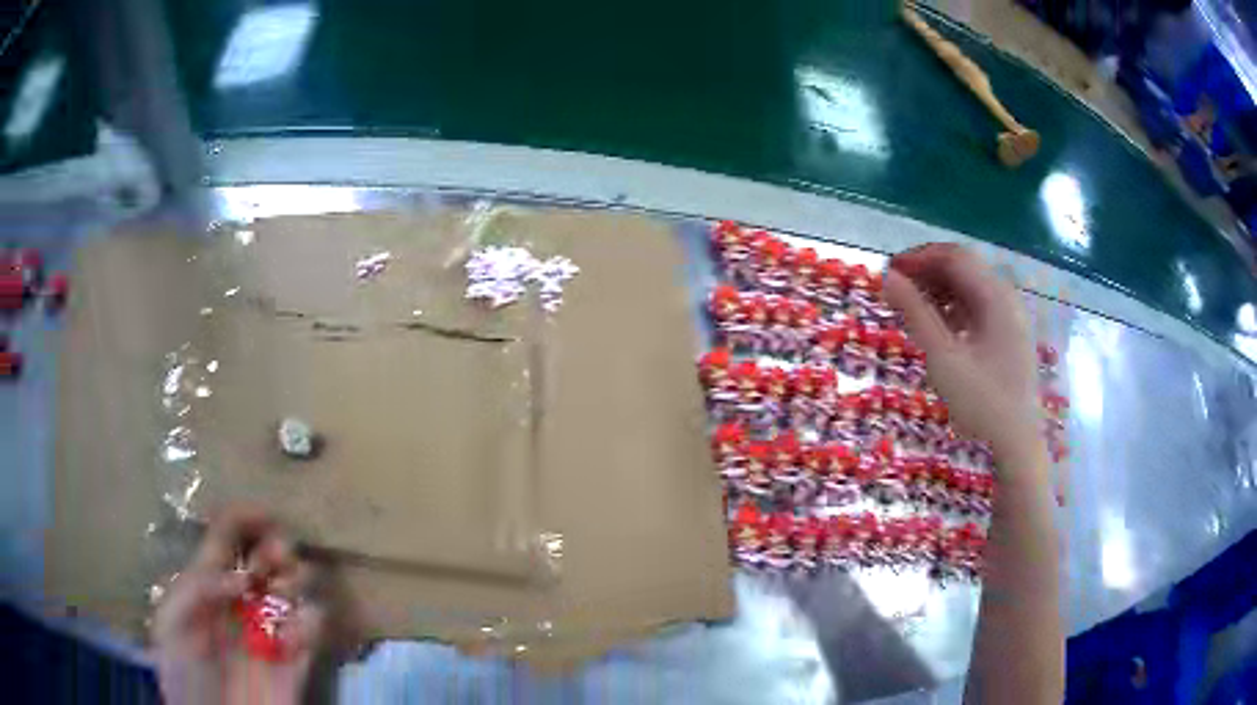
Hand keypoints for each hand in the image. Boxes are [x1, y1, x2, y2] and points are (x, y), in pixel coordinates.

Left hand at [153, 508, 324, 704]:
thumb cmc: (184, 675)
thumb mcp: (171, 626)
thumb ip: (195, 591)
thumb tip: (241, 579)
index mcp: (209, 581)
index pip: (228, 531)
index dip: (247, 515)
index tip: (268, 518)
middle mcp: (243, 597)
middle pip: (269, 550)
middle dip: (277, 546)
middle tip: (272, 565)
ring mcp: (271, 626)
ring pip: (298, 583)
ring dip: (296, 579)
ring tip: (281, 597)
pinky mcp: (296, 657)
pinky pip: (315, 627)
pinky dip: (312, 623)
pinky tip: (294, 637)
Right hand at [883, 243, 1042, 471]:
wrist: (1017, 445)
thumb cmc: (981, 402)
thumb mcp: (943, 358)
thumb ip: (916, 313)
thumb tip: (888, 278)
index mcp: (996, 297)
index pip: (954, 257)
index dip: (919, 257)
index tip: (889, 271)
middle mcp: (1007, 299)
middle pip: (964, 268)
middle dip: (928, 272)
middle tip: (896, 290)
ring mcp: (1010, 319)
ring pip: (971, 288)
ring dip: (939, 290)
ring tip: (911, 308)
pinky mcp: (1009, 337)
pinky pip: (978, 309)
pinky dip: (954, 309)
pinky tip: (938, 327)